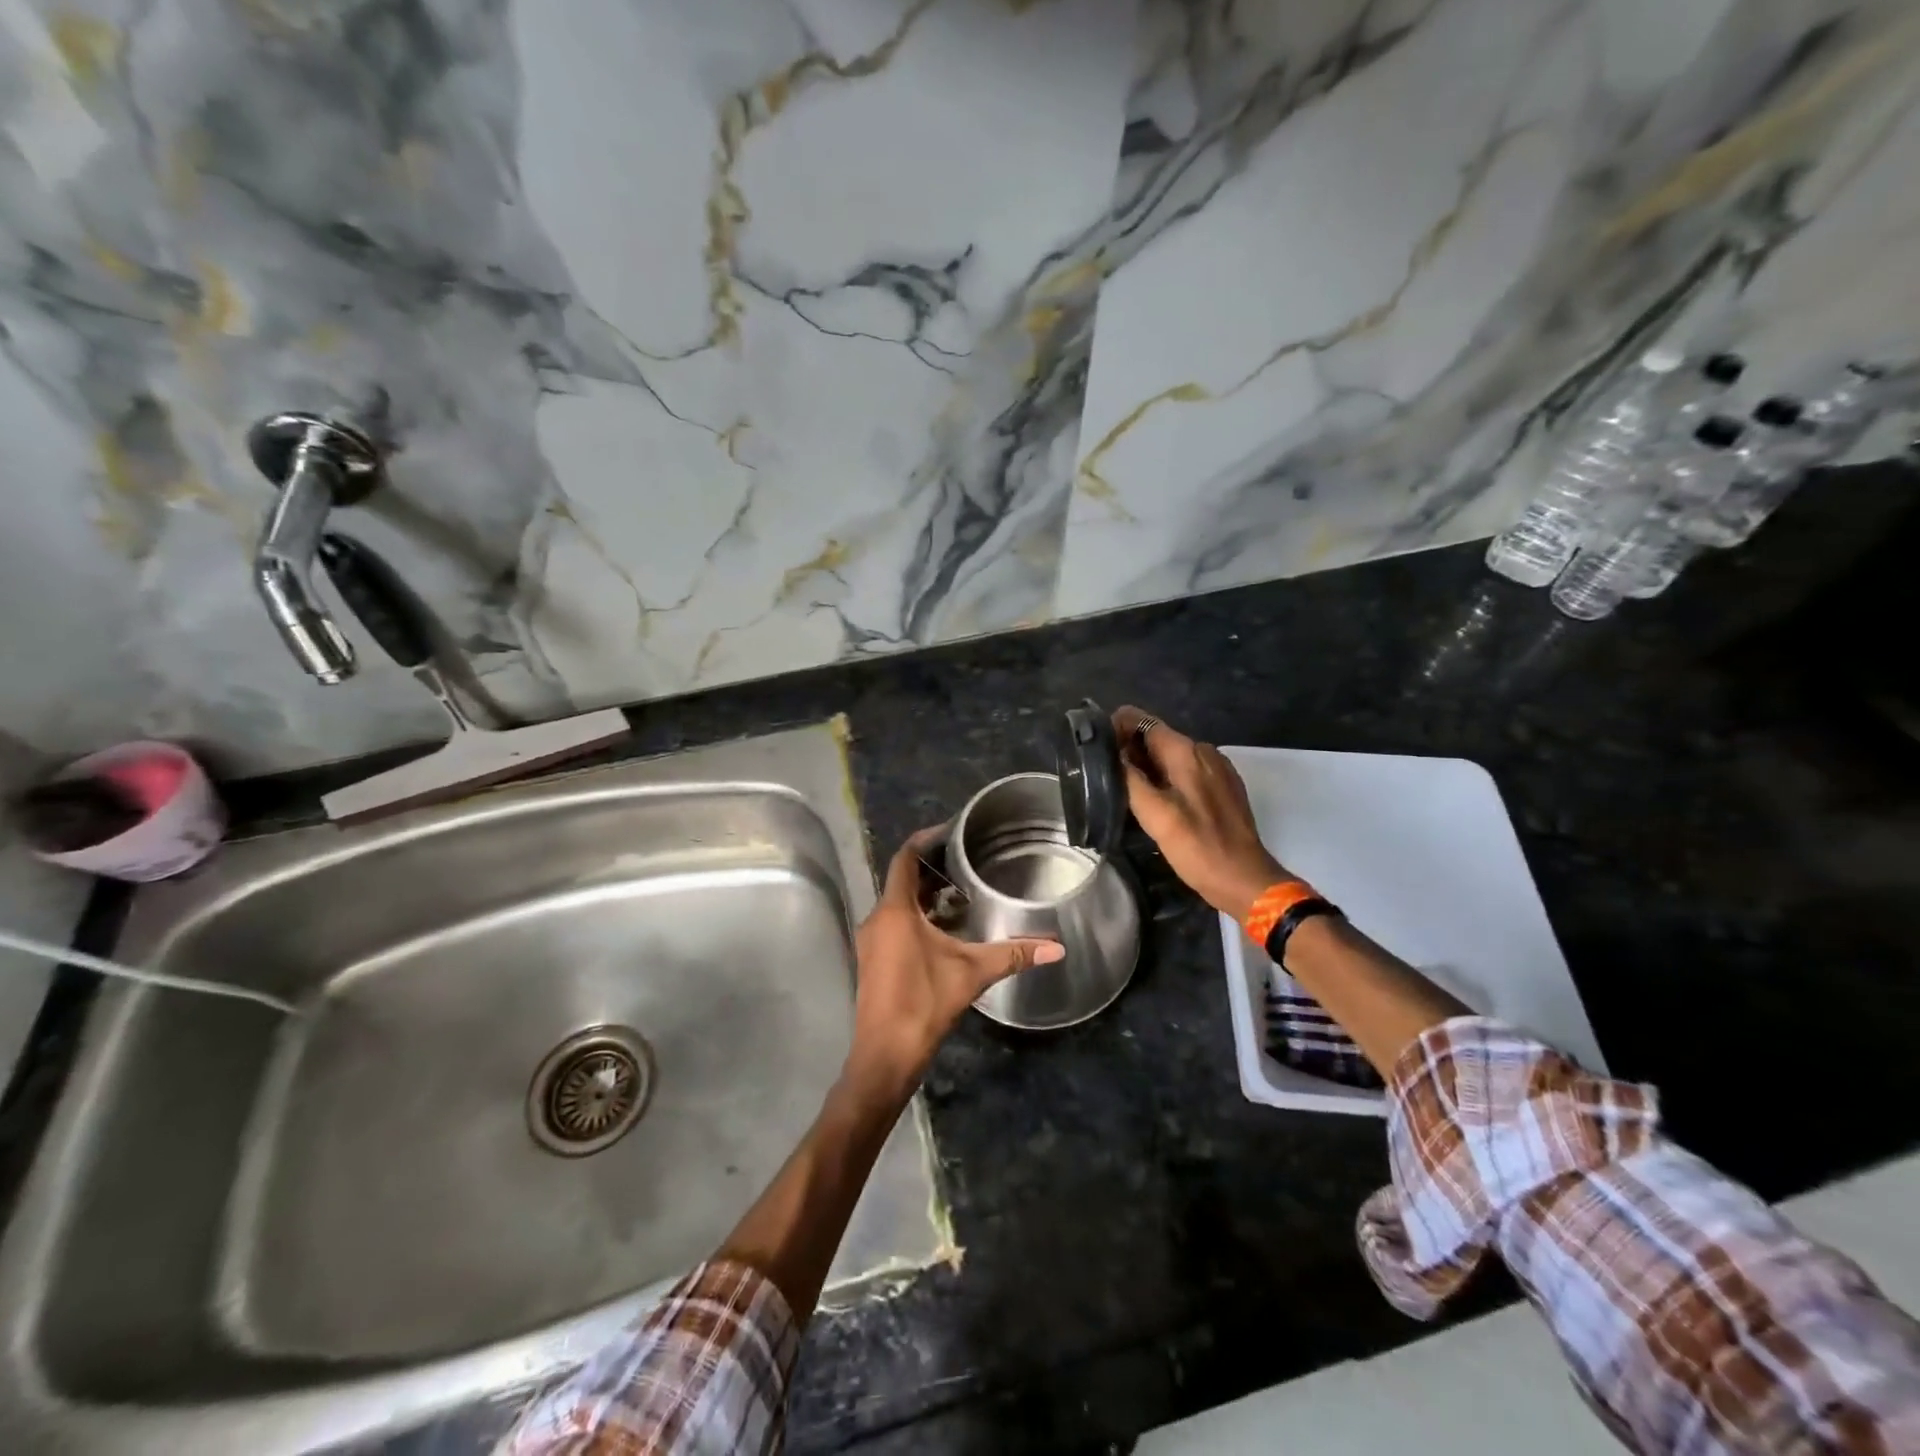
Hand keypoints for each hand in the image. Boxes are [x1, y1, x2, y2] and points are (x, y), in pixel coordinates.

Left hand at [848, 828, 1063, 1096]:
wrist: (886, 1055)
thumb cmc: (924, 1003)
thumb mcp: (972, 973)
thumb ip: (1013, 954)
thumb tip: (1057, 948)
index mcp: (895, 911)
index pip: (904, 858)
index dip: (924, 839)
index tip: (949, 830)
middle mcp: (878, 918)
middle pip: (902, 880)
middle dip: (932, 869)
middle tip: (966, 862)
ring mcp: (872, 940)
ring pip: (898, 904)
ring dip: (926, 896)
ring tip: (962, 893)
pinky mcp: (873, 959)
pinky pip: (895, 923)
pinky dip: (917, 917)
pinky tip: (945, 929)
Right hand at [1112, 706, 1286, 922]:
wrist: (1245, 880)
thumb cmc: (1197, 847)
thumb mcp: (1154, 815)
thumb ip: (1130, 779)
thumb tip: (1112, 754)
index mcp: (1187, 752)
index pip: (1144, 721)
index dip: (1117, 728)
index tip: (1096, 748)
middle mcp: (1204, 752)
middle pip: (1157, 738)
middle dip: (1130, 749)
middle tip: (1104, 773)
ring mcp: (1217, 769)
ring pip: (1171, 756)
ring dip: (1147, 766)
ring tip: (1124, 788)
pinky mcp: (1223, 788)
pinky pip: (1187, 771)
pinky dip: (1167, 778)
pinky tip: (1156, 801)